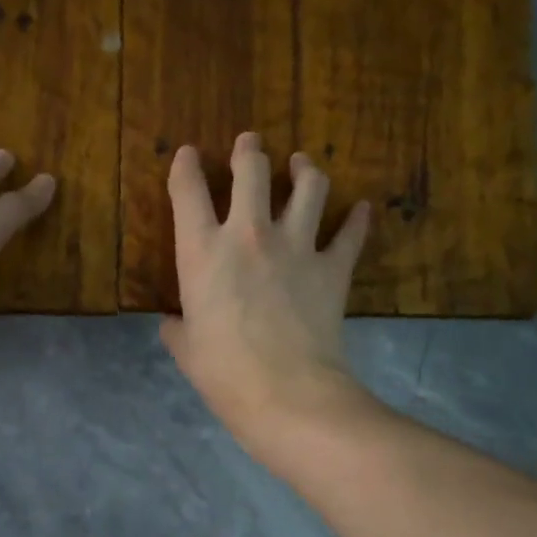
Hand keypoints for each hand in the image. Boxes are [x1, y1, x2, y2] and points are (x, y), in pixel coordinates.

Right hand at [160, 132, 375, 457]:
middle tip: (250, 144)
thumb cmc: (224, 373)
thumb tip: (173, 323)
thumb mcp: (186, 350)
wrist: (286, 392)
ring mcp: (296, 246)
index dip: (185, 166)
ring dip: (305, 169)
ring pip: (309, 186)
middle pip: (253, 169)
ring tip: (303, 164)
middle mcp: (249, 234)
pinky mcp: (333, 267)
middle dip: (249, 150)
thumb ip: (178, 327)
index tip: (187, 154)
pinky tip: (362, 210)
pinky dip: (358, 220)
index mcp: (202, 251)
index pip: (188, 191)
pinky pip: (350, 234)